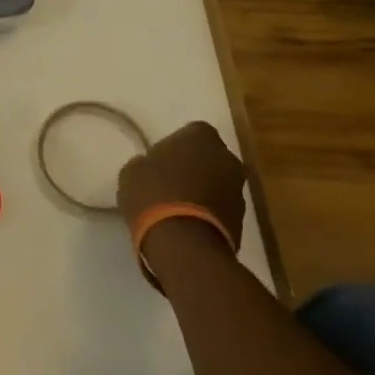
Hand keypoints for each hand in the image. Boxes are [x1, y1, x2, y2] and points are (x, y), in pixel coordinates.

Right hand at [116, 121, 245, 288]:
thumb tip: (153, 167)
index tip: (160, 160)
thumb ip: (147, 162)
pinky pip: (220, 207)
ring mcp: (239, 189)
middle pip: (209, 157)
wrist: (183, 243)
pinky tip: (187, 223)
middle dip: (194, 166)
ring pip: (217, 182)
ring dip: (202, 190)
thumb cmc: (154, 195)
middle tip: (170, 181)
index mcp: (201, 136)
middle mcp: (227, 157)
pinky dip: (208, 211)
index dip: (175, 145)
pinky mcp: (242, 219)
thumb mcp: (133, 172)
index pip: (191, 131)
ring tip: (177, 207)